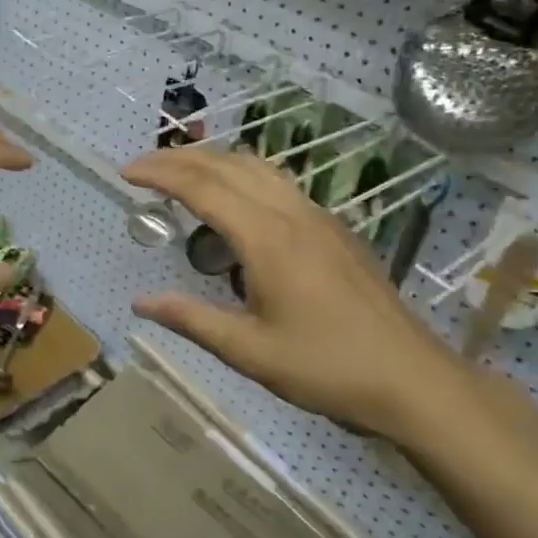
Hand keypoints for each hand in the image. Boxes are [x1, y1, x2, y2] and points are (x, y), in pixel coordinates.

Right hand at [122, 147, 475, 441]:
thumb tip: (140, 302)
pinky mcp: (334, 228)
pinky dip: (241, 176)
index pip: (202, 187)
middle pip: (227, 165)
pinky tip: (234, 203)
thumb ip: (192, 320)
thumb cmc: (327, 368)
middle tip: (142, 168)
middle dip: (179, 158)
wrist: (412, 379)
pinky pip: (278, 183)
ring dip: (213, 162)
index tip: (125, 173)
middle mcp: (291, 214)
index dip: (159, 174)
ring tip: (180, 175)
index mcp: (267, 239)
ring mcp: (318, 216)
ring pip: (257, 167)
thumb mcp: (250, 352)